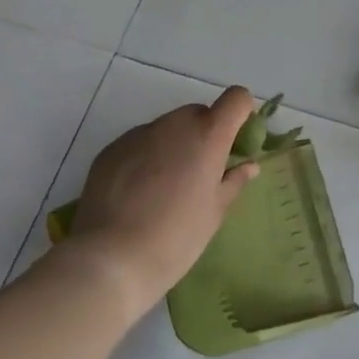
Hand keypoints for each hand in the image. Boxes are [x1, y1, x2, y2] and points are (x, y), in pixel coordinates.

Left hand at [57, 88, 260, 306]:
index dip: (241, 114)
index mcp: (208, 135)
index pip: (236, 99)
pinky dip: (146, 157)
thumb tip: (248, 166)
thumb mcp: (215, 212)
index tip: (237, 141)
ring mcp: (138, 135)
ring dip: (174, 145)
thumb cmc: (177, 237)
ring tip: (166, 187)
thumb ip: (234, 181)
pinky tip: (138, 193)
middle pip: (199, 113)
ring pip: (167, 128)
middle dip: (206, 134)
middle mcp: (174, 125)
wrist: (110, 259)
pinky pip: (139, 143)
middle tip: (201, 172)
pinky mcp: (111, 150)